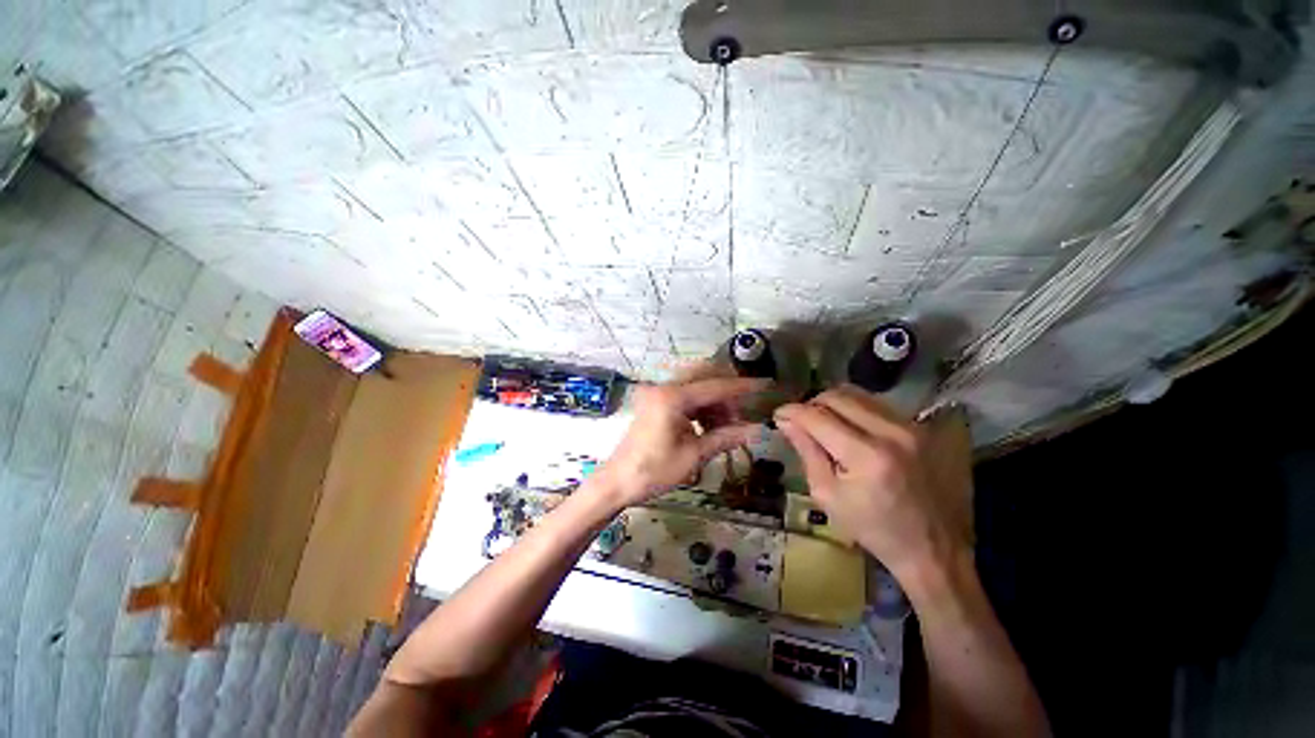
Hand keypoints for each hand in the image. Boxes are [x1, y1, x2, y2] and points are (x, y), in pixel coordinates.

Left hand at [595, 373, 767, 507]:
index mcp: (672, 397)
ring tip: (726, 426)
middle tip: (742, 412)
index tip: (765, 385)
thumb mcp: (694, 456)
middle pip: (703, 376)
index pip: (715, 386)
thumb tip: (757, 429)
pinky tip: (709, 425)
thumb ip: (725, 437)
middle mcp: (663, 387)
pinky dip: (700, 406)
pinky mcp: (654, 400)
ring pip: (694, 384)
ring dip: (713, 400)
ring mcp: (657, 392)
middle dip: (726, 391)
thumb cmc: (654, 472)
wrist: (617, 482)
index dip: (742, 387)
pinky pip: (684, 394)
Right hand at [774, 385, 971, 578]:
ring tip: (824, 422)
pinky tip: (850, 428)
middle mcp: (891, 432)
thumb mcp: (828, 495)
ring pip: (858, 395)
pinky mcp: (923, 427)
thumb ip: (807, 451)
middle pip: (837, 397)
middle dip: (811, 404)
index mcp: (866, 456)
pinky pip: (878, 404)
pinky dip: (856, 410)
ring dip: (833, 404)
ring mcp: (912, 427)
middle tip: (801, 420)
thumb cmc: (873, 528)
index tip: (778, 415)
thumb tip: (785, 421)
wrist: (934, 547)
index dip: (791, 412)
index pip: (817, 417)